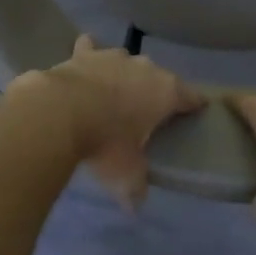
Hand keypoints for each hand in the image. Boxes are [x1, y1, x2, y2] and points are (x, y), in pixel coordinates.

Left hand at [9, 35, 205, 206]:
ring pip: (126, 61)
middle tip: (147, 112)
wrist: (60, 112)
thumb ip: (135, 188)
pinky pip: (90, 48)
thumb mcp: (126, 175)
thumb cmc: (106, 143)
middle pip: (159, 77)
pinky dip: (89, 52)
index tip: (196, 112)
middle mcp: (144, 67)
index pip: (191, 97)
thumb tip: (135, 206)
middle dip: (155, 91)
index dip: (194, 105)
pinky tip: (84, 56)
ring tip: (116, 92)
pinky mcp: (83, 54)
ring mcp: (113, 57)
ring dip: (124, 74)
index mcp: (166, 92)